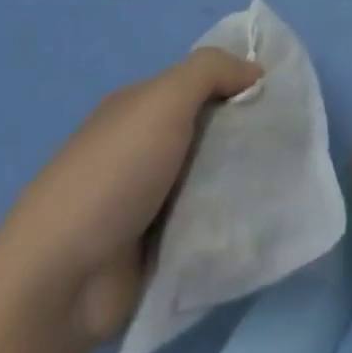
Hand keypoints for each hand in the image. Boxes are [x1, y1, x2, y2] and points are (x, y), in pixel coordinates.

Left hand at [0, 49, 262, 344]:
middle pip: (214, 130)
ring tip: (286, 182)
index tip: (282, 98)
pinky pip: (209, 223)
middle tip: (291, 143)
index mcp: (142, 109)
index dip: (241, 84)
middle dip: (249, 135)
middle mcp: (147, 148)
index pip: (204, 84)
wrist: (61, 281)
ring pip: (216, 178)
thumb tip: (255, 73)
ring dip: (244, 181)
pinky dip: (231, 221)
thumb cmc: (113, 174)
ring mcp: (153, 201)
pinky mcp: (161, 247)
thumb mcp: (162, 100)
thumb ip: (210, 71)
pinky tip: (263, 220)